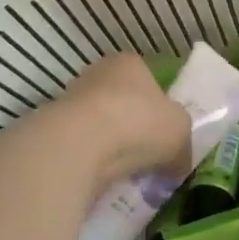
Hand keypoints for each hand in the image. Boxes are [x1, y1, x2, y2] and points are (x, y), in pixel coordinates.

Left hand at [37, 52, 192, 193]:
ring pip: (101, 125)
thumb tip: (179, 163)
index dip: (160, 106)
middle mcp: (99, 73)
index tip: (165, 133)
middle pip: (122, 102)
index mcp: (131, 63)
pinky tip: (104, 176)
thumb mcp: (180, 131)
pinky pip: (83, 146)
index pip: (148, 79)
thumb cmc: (139, 122)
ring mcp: (72, 99)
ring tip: (127, 171)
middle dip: (134, 127)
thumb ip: (183, 144)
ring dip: (112, 145)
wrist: (81, 143)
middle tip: (149, 155)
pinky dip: (93, 160)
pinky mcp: (55, 129)